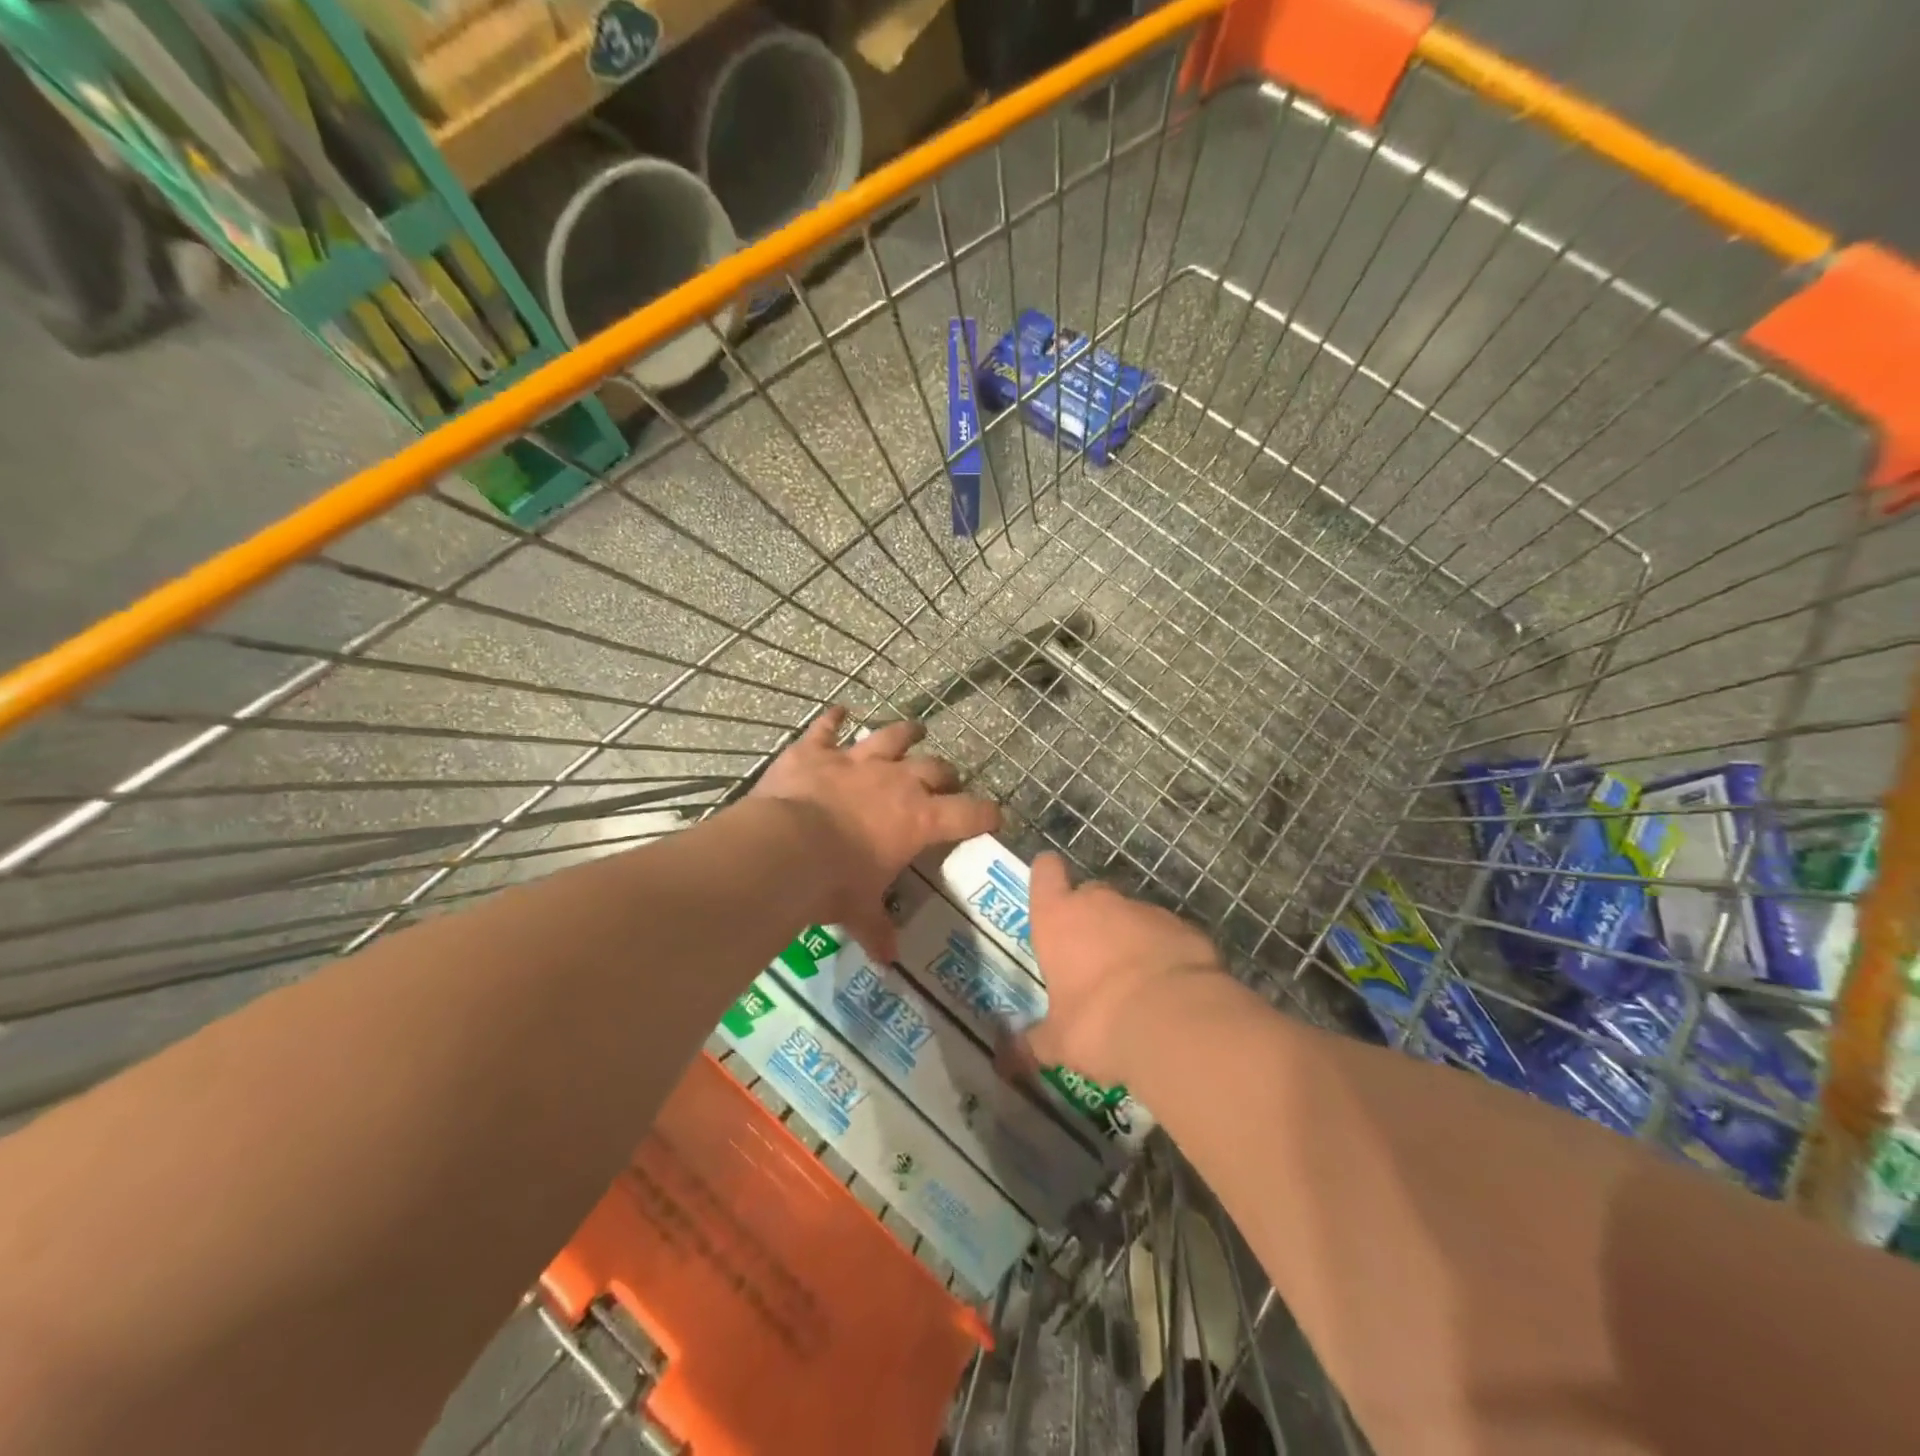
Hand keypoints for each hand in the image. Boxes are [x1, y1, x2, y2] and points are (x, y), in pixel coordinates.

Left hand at [751, 707, 999, 960]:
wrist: (785, 849)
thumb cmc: (834, 884)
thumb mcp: (858, 911)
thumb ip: (876, 929)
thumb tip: (887, 959)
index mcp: (918, 820)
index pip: (968, 814)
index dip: (987, 814)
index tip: (996, 816)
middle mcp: (896, 782)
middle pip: (935, 769)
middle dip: (946, 774)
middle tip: (947, 780)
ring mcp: (856, 761)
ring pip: (891, 736)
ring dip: (905, 732)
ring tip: (915, 729)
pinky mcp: (816, 752)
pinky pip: (827, 728)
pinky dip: (832, 720)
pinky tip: (838, 710)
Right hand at [1024, 852, 1225, 1084]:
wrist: (1176, 1022)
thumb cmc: (1097, 1023)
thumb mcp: (1058, 1042)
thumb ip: (1034, 1042)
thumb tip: (1008, 1057)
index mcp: (1058, 918)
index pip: (1045, 873)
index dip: (1047, 876)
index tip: (1050, 889)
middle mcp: (1100, 903)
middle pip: (1089, 894)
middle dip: (1090, 920)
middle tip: (1091, 960)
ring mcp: (1146, 911)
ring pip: (1131, 916)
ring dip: (1129, 939)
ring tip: (1134, 984)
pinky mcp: (1185, 928)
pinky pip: (1167, 936)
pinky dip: (1165, 954)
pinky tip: (1169, 990)